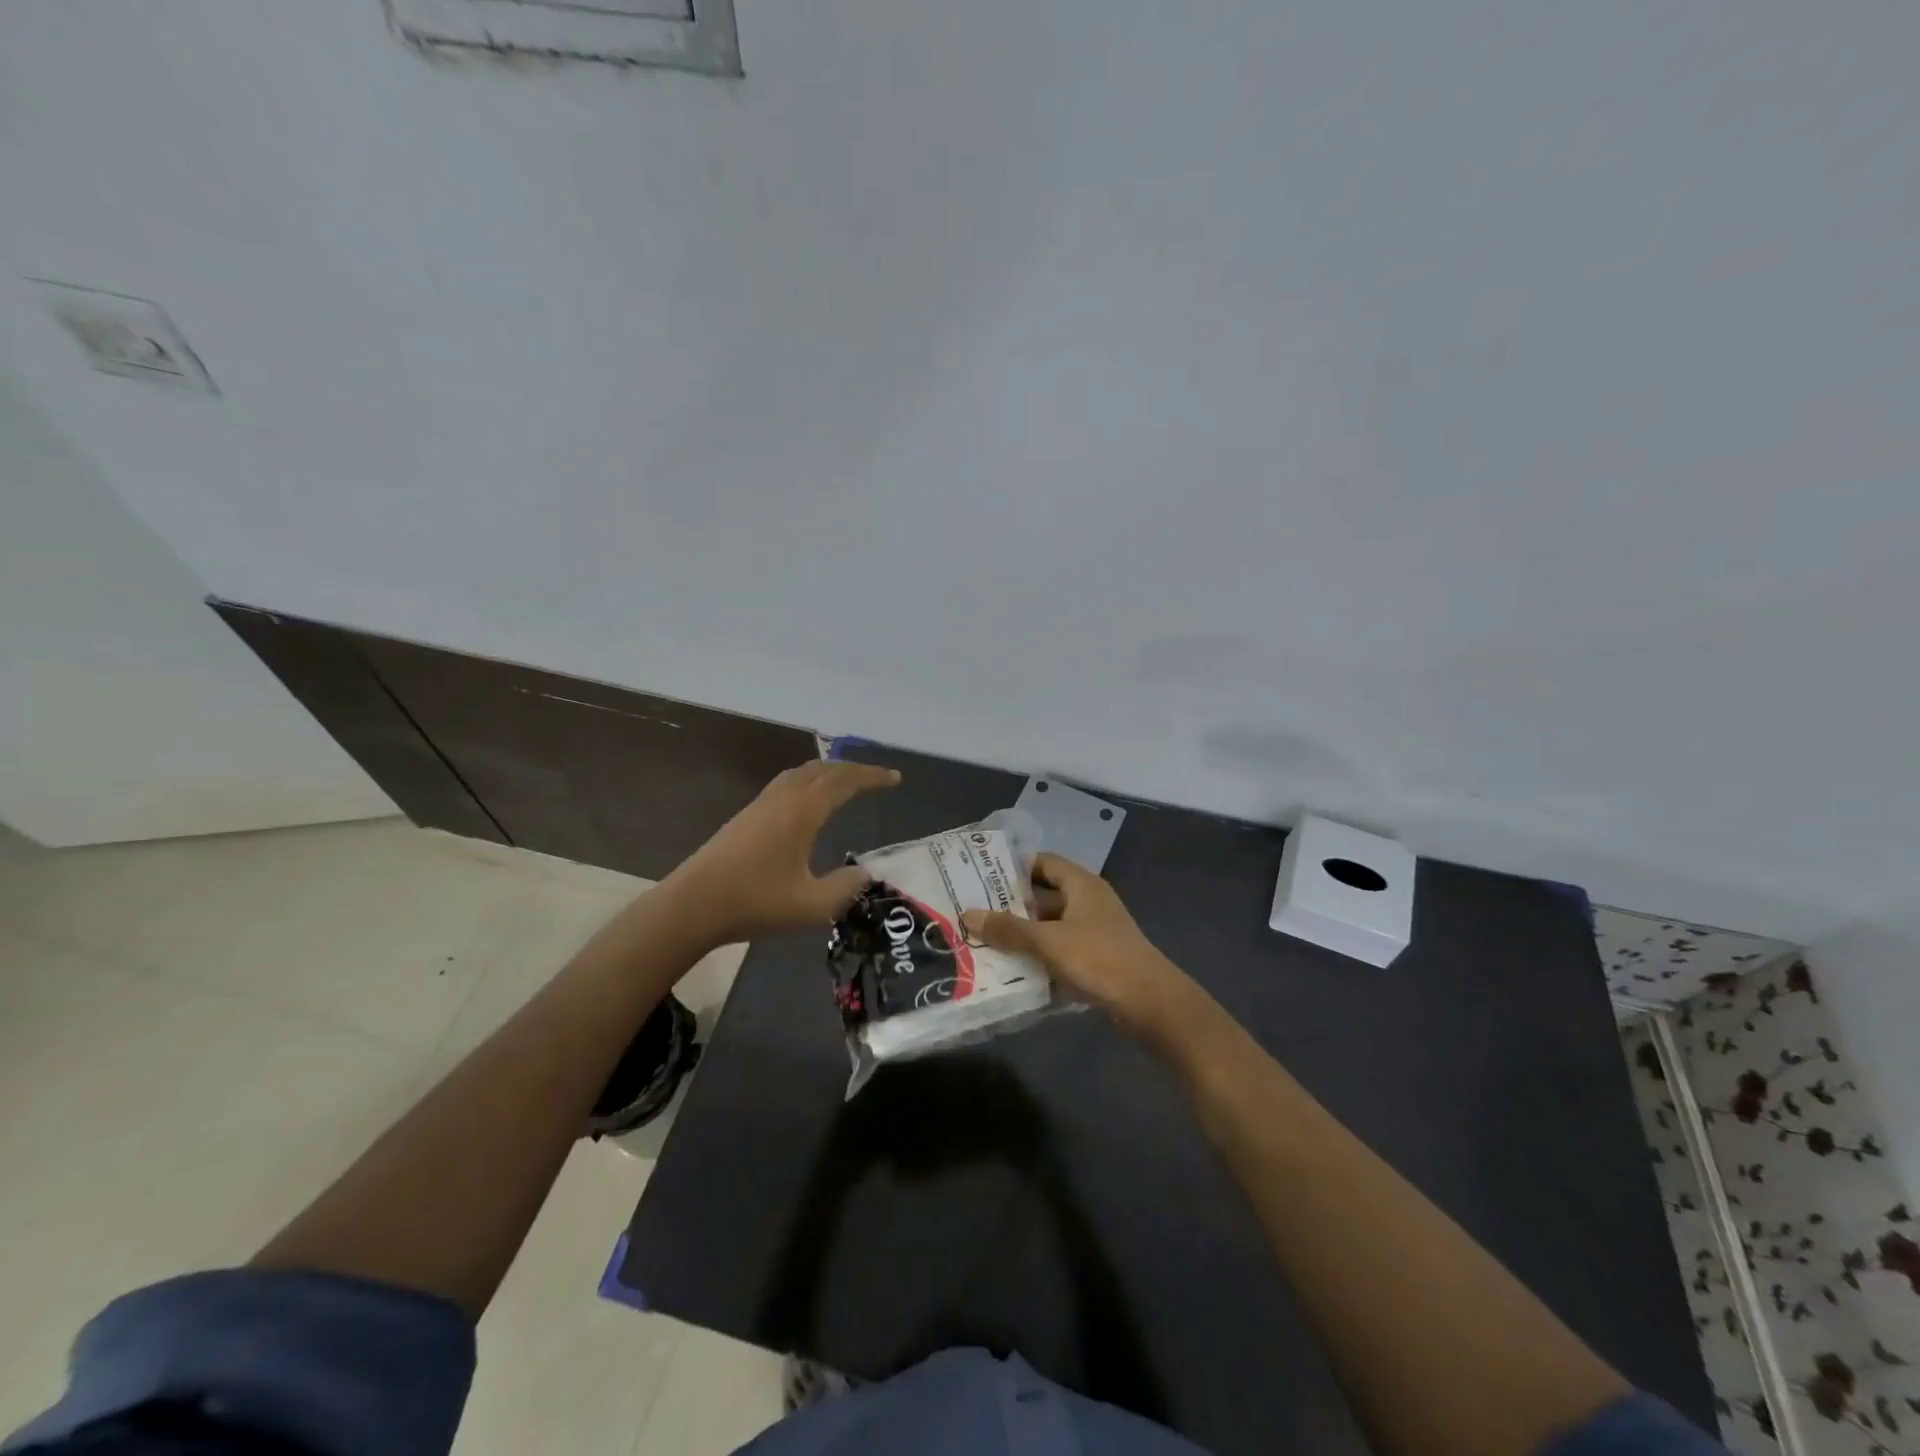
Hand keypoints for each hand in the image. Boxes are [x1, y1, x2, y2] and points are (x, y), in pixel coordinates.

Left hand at [665, 760, 900, 944]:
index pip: (845, 781)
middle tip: (877, 777)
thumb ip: (845, 887)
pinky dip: (809, 780)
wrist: (692, 905)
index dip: (872, 777)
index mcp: (803, 811)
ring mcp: (761, 804)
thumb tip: (866, 873)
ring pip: (802, 773)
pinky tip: (808, 800)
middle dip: (854, 769)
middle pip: (824, 769)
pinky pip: (787, 782)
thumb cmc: (755, 902)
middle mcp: (784, 798)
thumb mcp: (811, 905)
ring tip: (847, 781)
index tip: (896, 778)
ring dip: (829, 771)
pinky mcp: (746, 815)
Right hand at [962, 853, 1194, 1034]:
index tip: (980, 876)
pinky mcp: (1096, 958)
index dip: (1013, 867)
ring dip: (1023, 932)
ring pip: (1050, 925)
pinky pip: (1059, 948)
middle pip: (1044, 895)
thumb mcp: (1049, 942)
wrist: (1150, 1003)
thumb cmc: (1099, 959)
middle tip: (974, 910)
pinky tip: (1012, 967)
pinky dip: (1039, 954)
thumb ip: (1009, 929)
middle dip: (1012, 904)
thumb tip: (968, 915)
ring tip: (984, 939)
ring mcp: (1094, 930)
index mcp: (1081, 885)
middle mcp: (1088, 901)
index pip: (1042, 862)